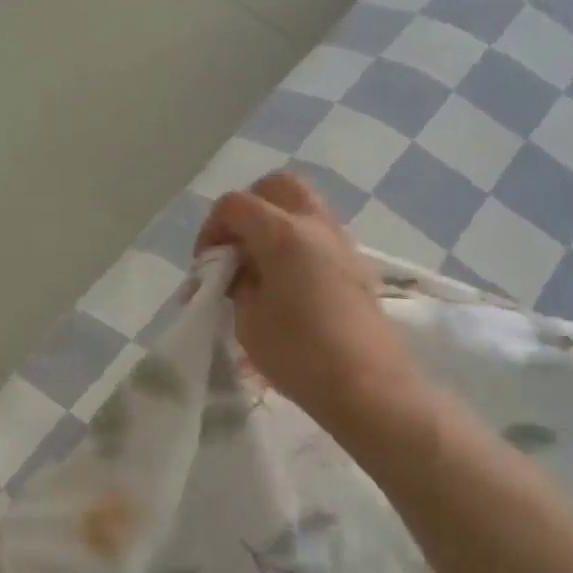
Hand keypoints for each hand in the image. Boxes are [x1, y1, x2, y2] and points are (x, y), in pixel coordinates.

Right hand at [196, 172, 425, 432]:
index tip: (206, 267)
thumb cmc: (299, 354)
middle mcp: (317, 224)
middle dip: (249, 208)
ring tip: (260, 269)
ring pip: (304, 207)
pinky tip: (288, 284)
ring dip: (275, 224)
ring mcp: (343, 242)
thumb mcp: (248, 320)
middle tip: (235, 248)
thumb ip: (238, 283)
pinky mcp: (357, 264)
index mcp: (284, 233)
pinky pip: (320, 234)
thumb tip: (241, 270)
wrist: (367, 385)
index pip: (235, 205)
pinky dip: (297, 243)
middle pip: (278, 187)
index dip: (211, 230)